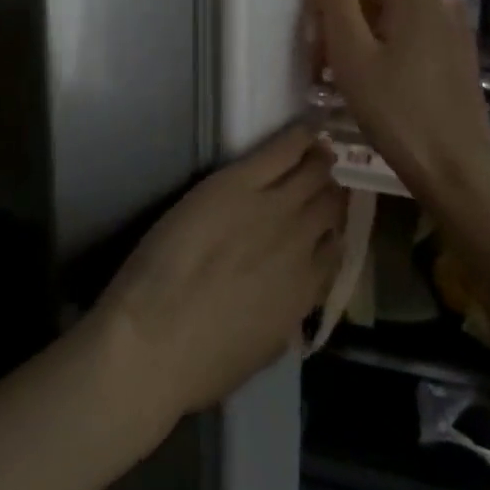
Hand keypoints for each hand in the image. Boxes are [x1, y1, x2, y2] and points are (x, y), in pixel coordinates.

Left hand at [93, 127, 345, 423]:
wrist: (154, 340)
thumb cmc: (200, 362)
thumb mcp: (262, 349)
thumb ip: (287, 314)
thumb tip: (292, 295)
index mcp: (305, 290)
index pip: (336, 248)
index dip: (332, 229)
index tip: (327, 220)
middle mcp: (300, 243)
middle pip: (330, 204)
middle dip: (330, 189)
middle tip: (323, 176)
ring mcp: (273, 209)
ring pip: (314, 173)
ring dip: (320, 160)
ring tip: (318, 148)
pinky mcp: (238, 182)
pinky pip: (283, 150)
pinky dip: (300, 136)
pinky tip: (308, 127)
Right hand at [305, 0, 489, 198]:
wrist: (457, 168)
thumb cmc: (395, 110)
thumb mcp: (351, 50)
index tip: (318, 25)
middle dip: (345, 8)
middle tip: (327, 58)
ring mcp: (454, 17)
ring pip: (393, 4)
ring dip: (364, 27)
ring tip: (349, 73)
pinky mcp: (459, 42)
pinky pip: (413, 23)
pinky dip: (388, 39)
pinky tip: (380, 77)